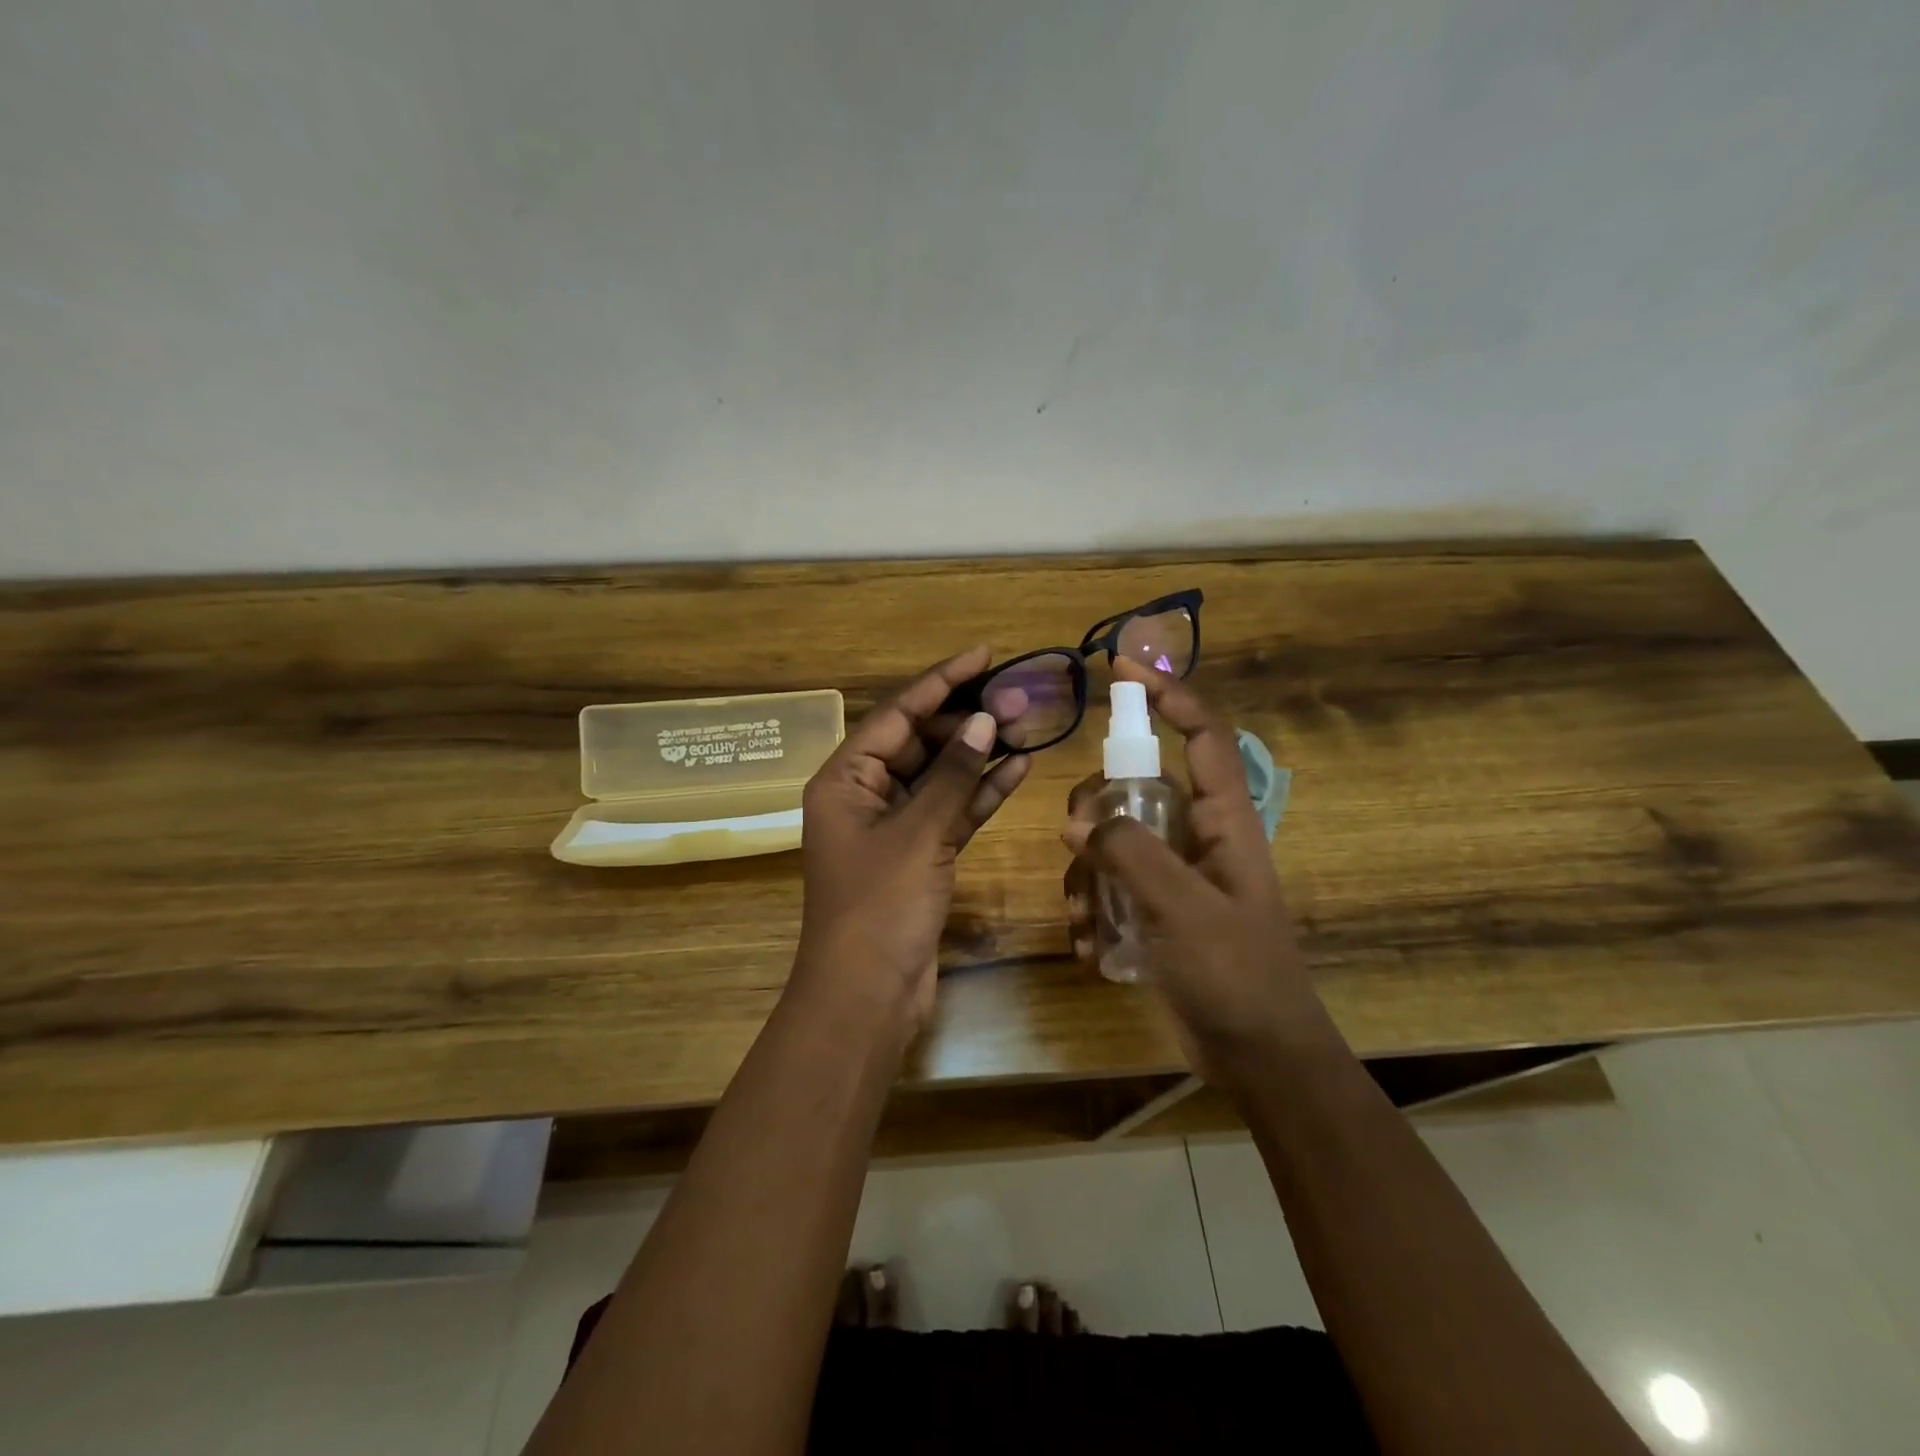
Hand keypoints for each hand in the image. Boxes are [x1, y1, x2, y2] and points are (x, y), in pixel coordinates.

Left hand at [793, 647, 1030, 1035]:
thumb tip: (984, 721)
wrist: (868, 996)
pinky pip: (952, 811)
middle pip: (920, 741)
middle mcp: (865, 795)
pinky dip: (980, 792)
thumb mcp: (918, 833)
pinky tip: (1018, 769)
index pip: (897, 714)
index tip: (983, 654)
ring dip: (979, 753)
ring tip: (1026, 724)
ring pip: (940, 776)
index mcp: (844, 779)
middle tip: (1017, 696)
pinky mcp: (920, 855)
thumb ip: (951, 775)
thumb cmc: (880, 907)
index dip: (941, 681)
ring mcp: (894, 827)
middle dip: (967, 718)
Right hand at [1063, 660, 1320, 1080]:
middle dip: (1098, 807)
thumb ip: (1133, 854)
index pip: (1202, 735)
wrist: (1259, 1058)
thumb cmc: (1238, 976)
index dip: (1169, 695)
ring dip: (1088, 872)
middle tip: (1076, 841)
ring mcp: (1175, 874)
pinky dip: (1092, 907)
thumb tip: (1081, 820)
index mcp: (1225, 821)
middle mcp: (1198, 836)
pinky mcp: (1156, 908)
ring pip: (1114, 838)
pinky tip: (1089, 946)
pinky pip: (1110, 884)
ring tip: (1085, 919)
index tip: (1122, 671)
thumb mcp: (1184, 910)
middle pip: (1137, 786)